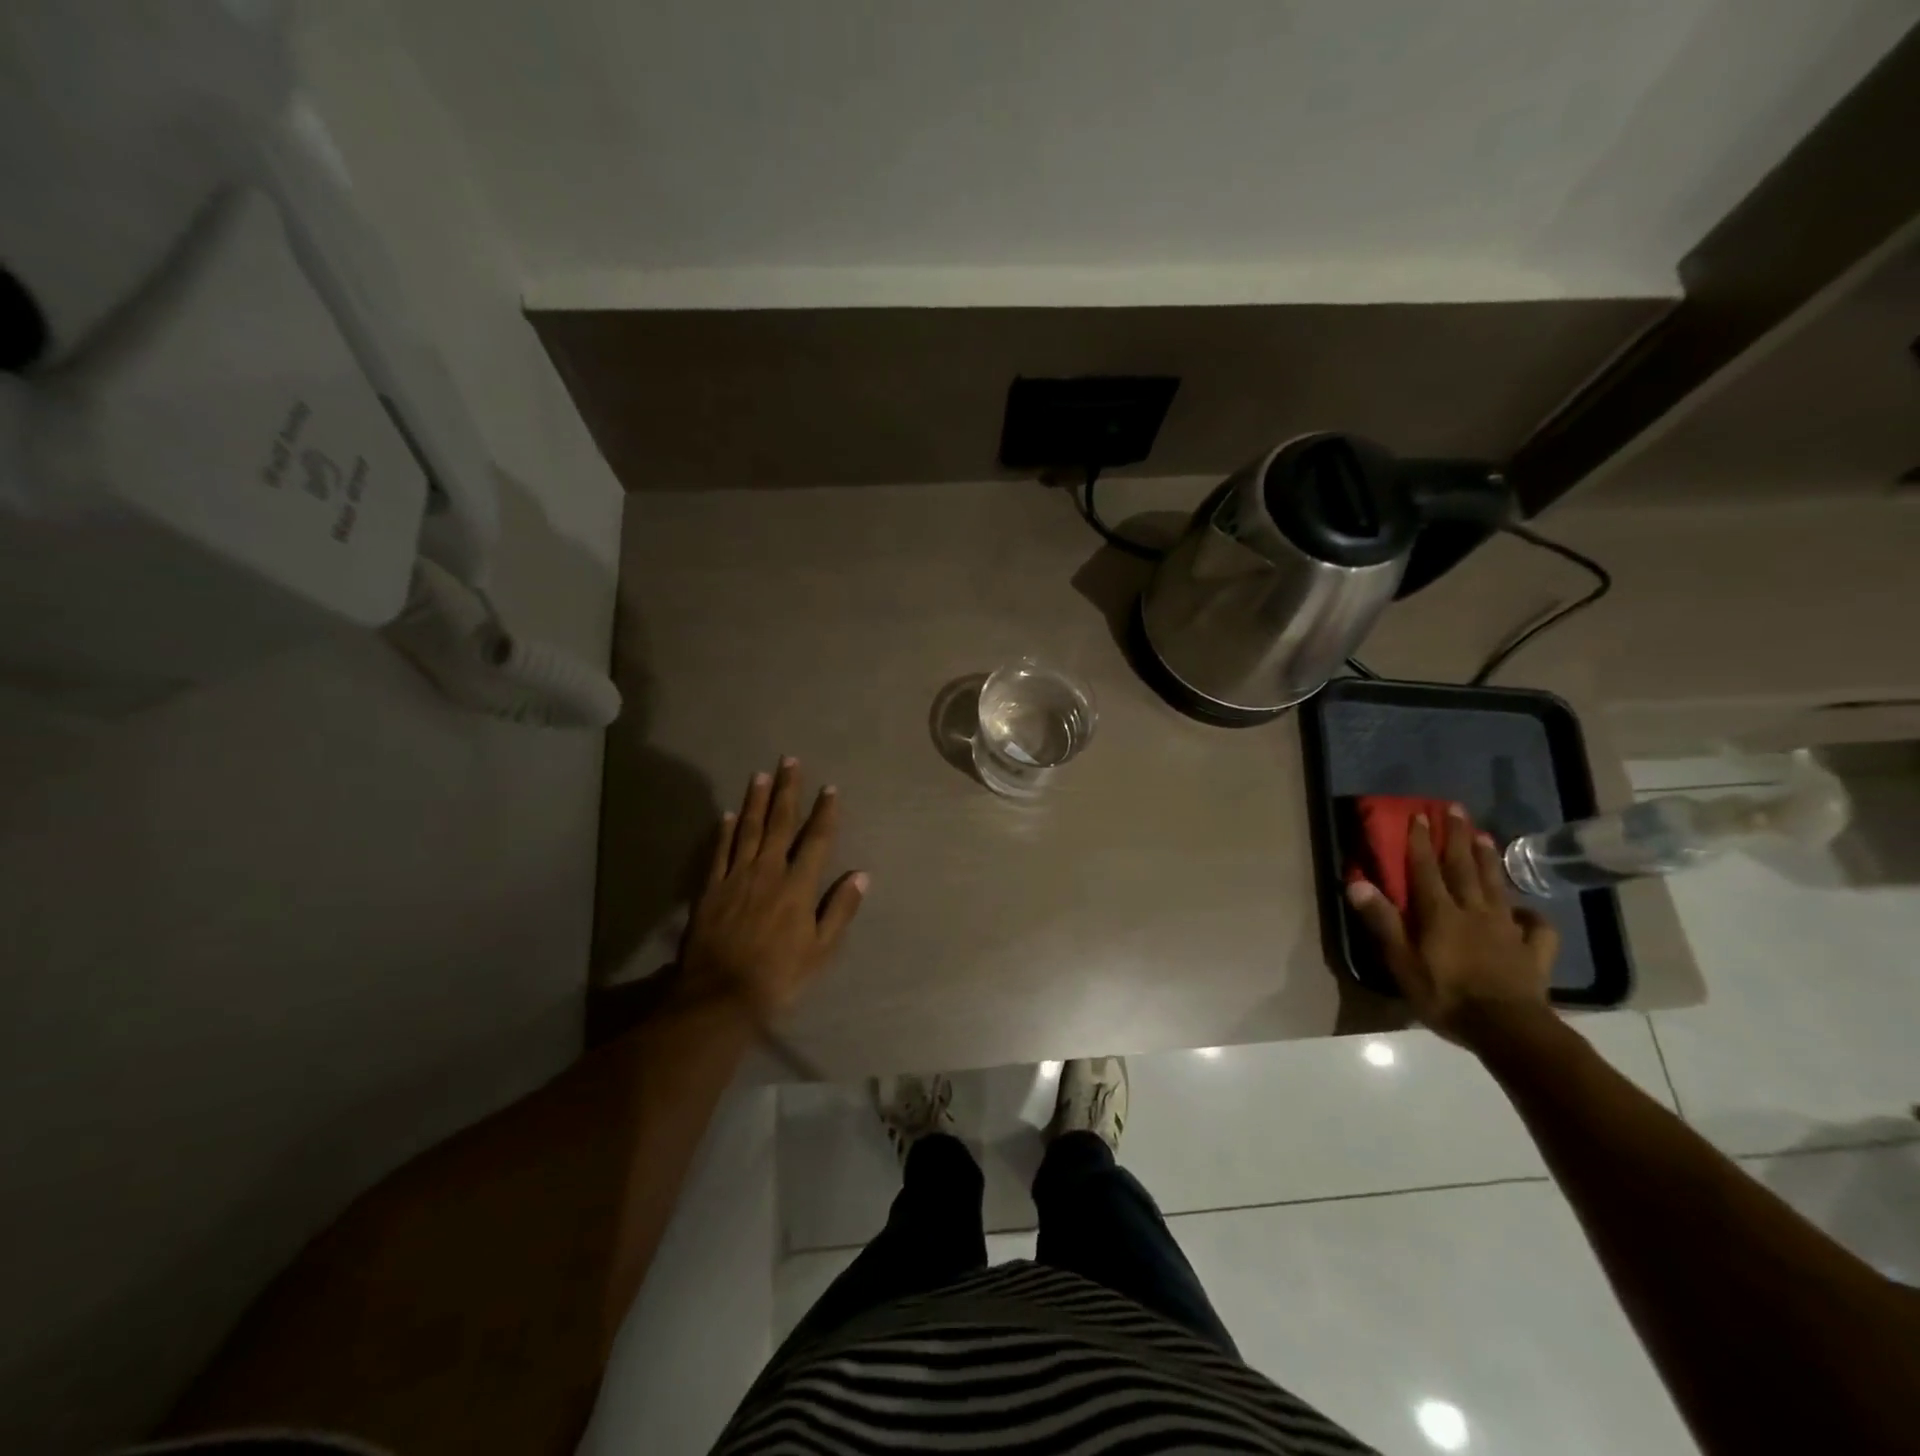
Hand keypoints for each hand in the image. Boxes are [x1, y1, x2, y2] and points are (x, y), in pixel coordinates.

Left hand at [678, 757, 867, 1018]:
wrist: (719, 996)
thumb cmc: (778, 976)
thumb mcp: (821, 950)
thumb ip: (840, 910)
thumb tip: (860, 875)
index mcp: (798, 886)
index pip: (816, 840)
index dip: (825, 813)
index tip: (830, 788)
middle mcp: (767, 872)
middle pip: (779, 823)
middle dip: (788, 790)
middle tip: (790, 761)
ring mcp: (736, 877)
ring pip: (748, 829)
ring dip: (756, 800)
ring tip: (762, 774)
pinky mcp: (710, 889)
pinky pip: (718, 852)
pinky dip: (725, 831)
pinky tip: (728, 813)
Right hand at [1345, 806, 1559, 1048]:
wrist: (1508, 1030)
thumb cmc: (1445, 996)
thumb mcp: (1401, 962)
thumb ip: (1382, 921)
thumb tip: (1357, 882)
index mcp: (1440, 913)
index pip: (1426, 869)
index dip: (1420, 841)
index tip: (1420, 814)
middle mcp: (1474, 912)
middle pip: (1464, 868)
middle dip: (1457, 837)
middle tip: (1457, 809)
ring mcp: (1507, 930)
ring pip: (1496, 886)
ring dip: (1488, 860)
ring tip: (1485, 836)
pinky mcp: (1534, 952)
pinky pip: (1537, 927)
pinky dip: (1532, 915)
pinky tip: (1527, 912)